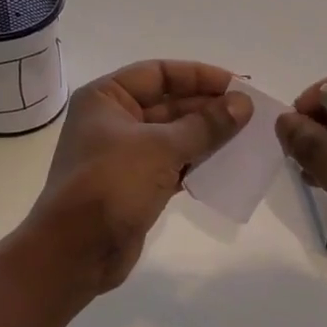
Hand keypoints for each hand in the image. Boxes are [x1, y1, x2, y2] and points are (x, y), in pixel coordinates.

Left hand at [31, 59, 251, 294]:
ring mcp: (123, 154)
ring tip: (246, 137)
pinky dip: (196, 163)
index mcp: (106, 97)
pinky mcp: (135, 184)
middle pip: (168, 103)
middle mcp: (113, 119)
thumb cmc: (111, 184)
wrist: (75, 252)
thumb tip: (243, 103)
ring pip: (173, 135)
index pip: (159, 73)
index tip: (238, 85)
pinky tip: (227, 165)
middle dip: (208, 107)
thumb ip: (205, 125)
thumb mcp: (161, 148)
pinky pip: (172, 164)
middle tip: (250, 114)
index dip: (199, 76)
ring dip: (207, 136)